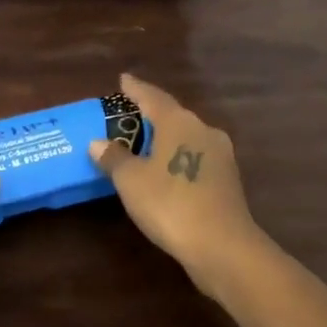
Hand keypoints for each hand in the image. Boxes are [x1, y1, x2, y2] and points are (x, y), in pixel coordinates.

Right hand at [87, 73, 269, 298]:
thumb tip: (99, 142)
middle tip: (129, 116)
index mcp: (179, 122)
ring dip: (167, 139)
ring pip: (187, 137)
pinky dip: (178, 159)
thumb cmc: (170, 204)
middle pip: (173, 115)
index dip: (136, 89)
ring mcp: (220, 155)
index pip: (152, 97)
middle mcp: (203, 130)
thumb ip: (114, 158)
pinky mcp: (228, 180)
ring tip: (145, 145)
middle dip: (152, 115)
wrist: (222, 246)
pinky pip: (196, 158)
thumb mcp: (131, 181)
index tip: (123, 80)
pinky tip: (167, 172)